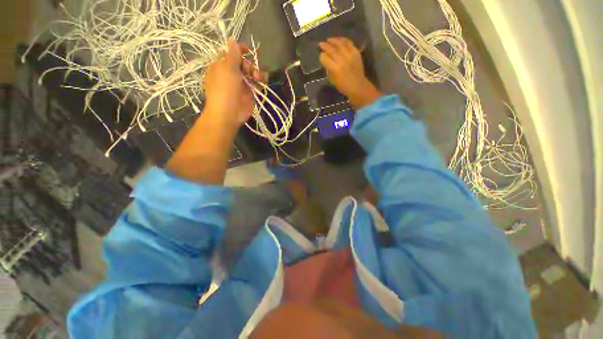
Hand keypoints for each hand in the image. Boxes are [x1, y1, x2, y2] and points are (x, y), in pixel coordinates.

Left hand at [204, 38, 263, 127]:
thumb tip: (232, 39)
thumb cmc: (224, 89)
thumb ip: (232, 54)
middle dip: (249, 64)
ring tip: (259, 78)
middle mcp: (232, 74)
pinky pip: (257, 84)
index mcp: (222, 65)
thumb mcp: (227, 68)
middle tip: (250, 71)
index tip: (249, 50)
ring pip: (252, 73)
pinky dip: (261, 82)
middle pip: (244, 63)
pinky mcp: (250, 93)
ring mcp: (242, 84)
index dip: (240, 50)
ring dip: (257, 73)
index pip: (231, 53)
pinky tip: (263, 82)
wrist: (229, 113)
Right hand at [319, 37, 380, 108]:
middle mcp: (342, 60)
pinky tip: (339, 40)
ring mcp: (350, 55)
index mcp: (335, 69)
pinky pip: (349, 43)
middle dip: (325, 46)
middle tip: (320, 44)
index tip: (320, 55)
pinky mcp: (356, 53)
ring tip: (329, 40)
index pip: (325, 58)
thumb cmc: (343, 86)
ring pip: (340, 44)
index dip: (322, 56)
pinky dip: (343, 40)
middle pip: (332, 50)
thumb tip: (327, 61)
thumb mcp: (333, 80)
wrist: (358, 86)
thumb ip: (329, 69)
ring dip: (333, 40)